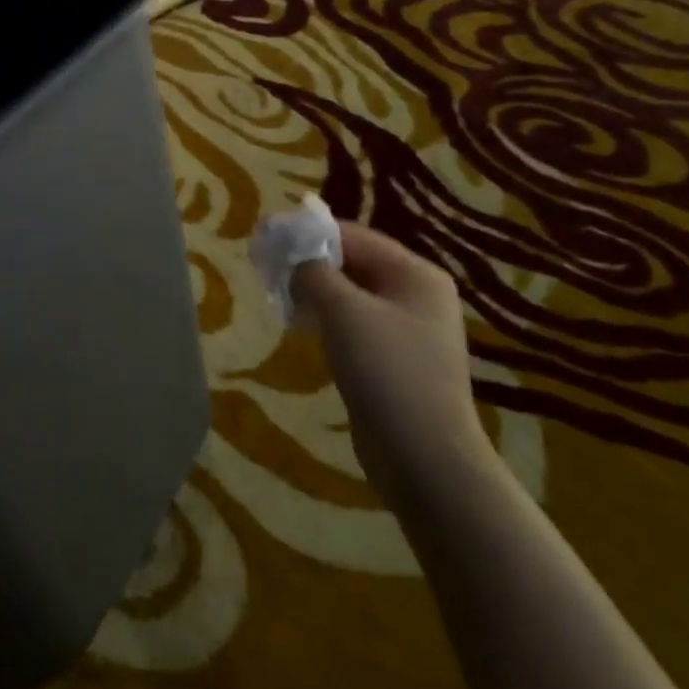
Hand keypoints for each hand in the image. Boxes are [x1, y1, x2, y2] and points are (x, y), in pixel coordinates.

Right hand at [291, 222, 488, 490]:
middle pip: (354, 263)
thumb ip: (314, 273)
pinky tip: (300, 328)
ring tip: (278, 297)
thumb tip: (294, 257)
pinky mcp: (393, 359)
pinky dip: (326, 319)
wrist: (422, 454)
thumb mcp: (343, 312)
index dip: (308, 233)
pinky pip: (354, 324)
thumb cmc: (386, 372)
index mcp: (415, 274)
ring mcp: (407, 329)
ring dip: (314, 292)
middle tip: (265, 269)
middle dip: (309, 263)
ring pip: (351, 295)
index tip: (266, 238)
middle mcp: (416, 295)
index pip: (354, 235)